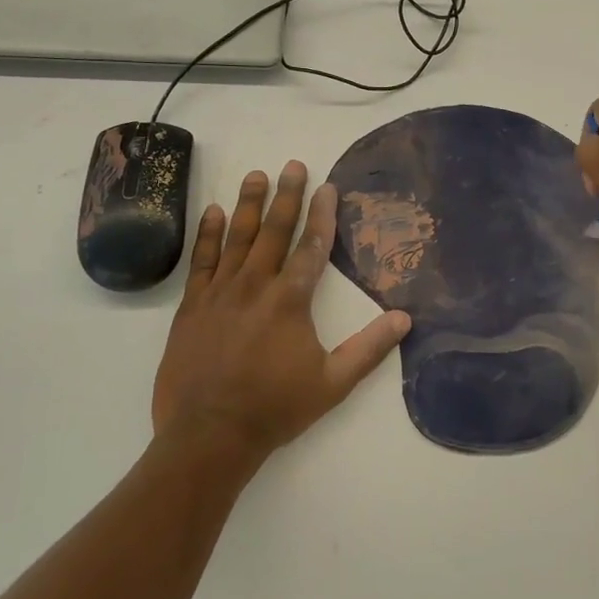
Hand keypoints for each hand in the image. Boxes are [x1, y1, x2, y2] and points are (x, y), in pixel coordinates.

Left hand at [152, 161, 409, 467]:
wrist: (208, 434)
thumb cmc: (275, 408)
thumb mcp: (333, 383)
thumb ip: (369, 348)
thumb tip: (405, 318)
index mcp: (290, 301)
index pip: (312, 247)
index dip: (322, 214)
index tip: (328, 186)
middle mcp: (255, 286)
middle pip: (274, 231)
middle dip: (287, 196)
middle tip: (293, 164)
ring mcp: (220, 293)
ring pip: (236, 238)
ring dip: (248, 204)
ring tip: (256, 175)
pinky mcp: (193, 306)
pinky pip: (201, 260)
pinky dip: (207, 234)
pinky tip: (212, 212)